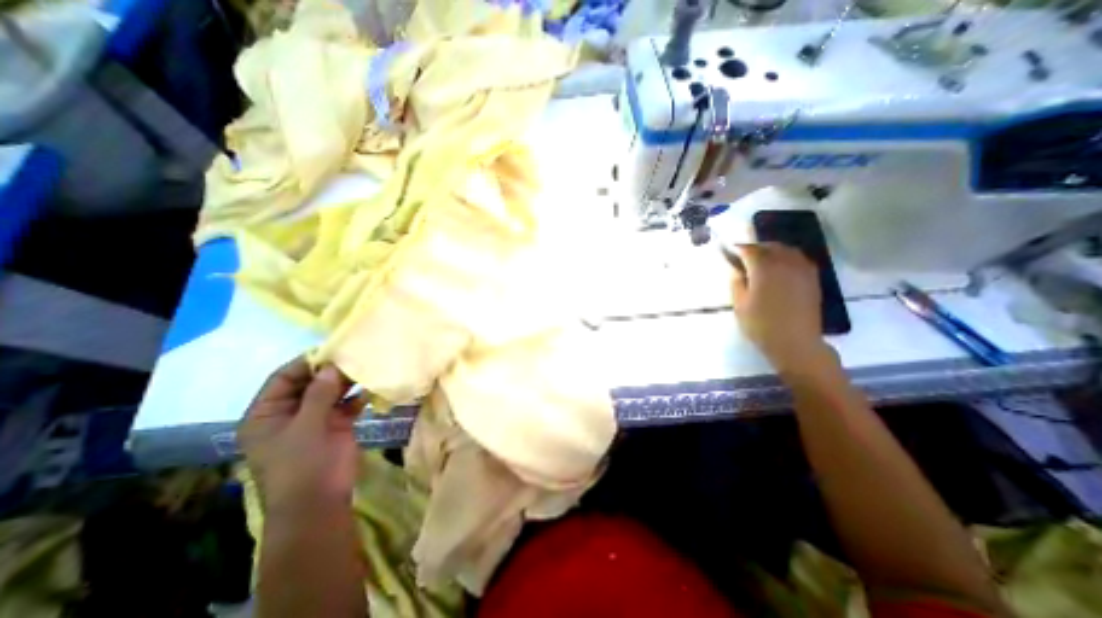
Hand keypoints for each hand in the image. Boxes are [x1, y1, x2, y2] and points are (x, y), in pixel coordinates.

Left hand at [240, 356, 361, 511]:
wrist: (320, 504)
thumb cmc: (302, 467)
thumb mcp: (306, 427)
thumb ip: (319, 394)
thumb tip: (332, 365)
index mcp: (267, 414)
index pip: (284, 378)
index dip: (307, 362)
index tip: (333, 349)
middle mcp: (290, 413)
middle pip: (310, 383)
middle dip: (331, 371)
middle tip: (356, 355)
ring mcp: (315, 419)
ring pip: (331, 392)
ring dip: (347, 381)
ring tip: (366, 367)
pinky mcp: (336, 426)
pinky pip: (347, 404)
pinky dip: (358, 396)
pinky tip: (371, 387)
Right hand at [730, 245, 830, 371]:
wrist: (795, 342)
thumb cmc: (761, 324)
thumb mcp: (739, 304)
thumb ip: (736, 282)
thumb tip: (736, 269)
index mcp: (763, 268)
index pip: (748, 249)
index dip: (737, 249)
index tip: (728, 251)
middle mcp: (784, 262)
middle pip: (768, 246)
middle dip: (754, 248)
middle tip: (742, 256)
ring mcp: (801, 269)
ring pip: (785, 250)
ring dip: (771, 251)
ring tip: (761, 260)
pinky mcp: (812, 278)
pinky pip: (797, 259)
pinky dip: (786, 258)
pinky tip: (779, 268)